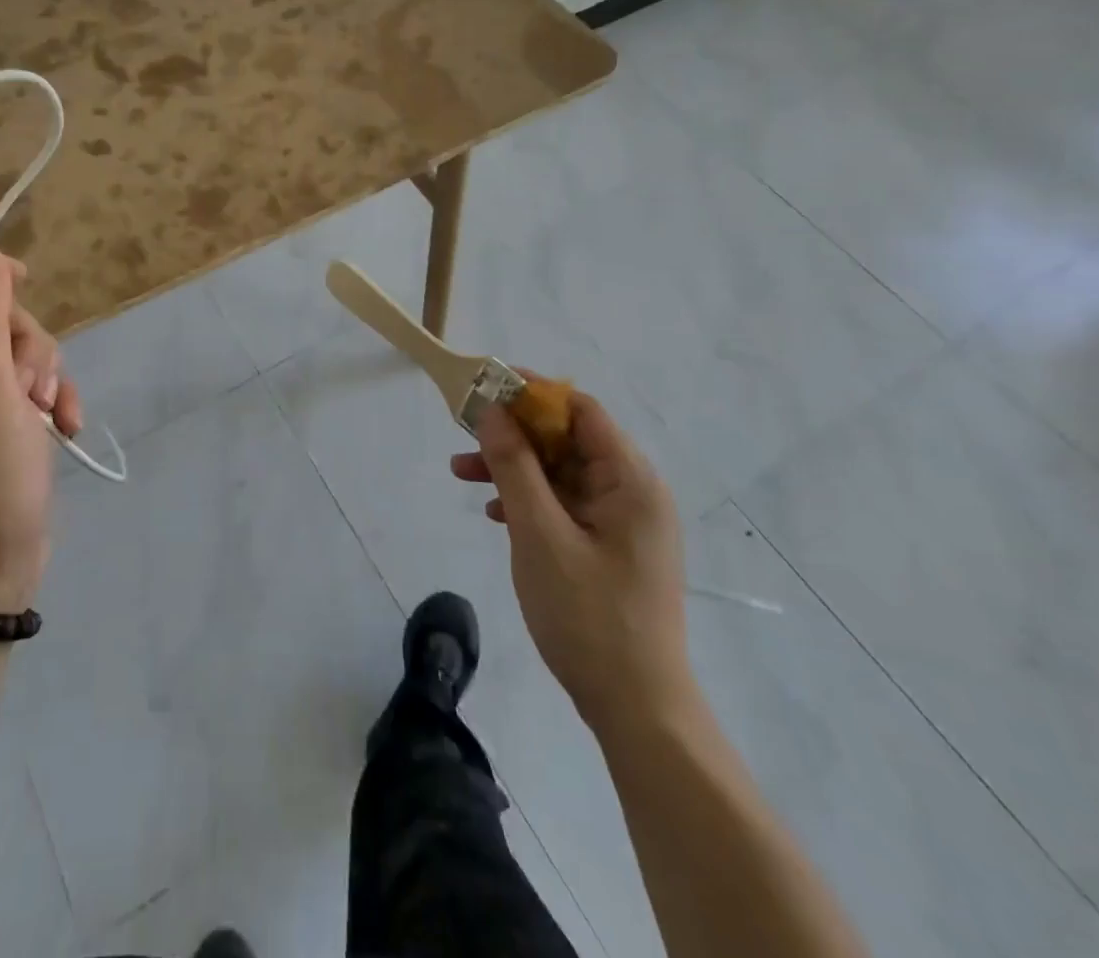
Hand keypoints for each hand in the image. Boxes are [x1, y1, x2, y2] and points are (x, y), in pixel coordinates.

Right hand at [451, 387, 694, 738]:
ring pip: (561, 473)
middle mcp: (633, 492)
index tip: (484, 390)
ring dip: (514, 468)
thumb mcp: (539, 533)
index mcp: (630, 480)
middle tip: (463, 437)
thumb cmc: (589, 615)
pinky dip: (529, 500)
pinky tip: (495, 514)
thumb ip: (513, 467)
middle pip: (567, 440)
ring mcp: (622, 522)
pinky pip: (565, 504)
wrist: (636, 709)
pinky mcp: (610, 548)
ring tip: (461, 474)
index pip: (580, 410)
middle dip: (513, 434)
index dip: (532, 394)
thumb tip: (492, 411)